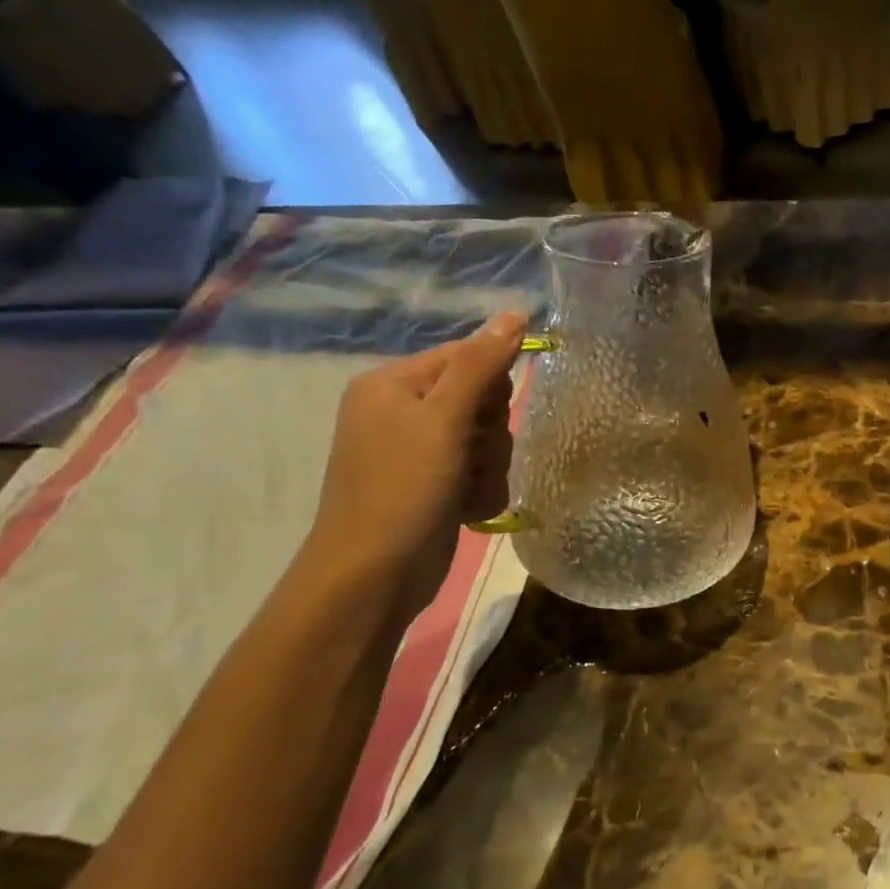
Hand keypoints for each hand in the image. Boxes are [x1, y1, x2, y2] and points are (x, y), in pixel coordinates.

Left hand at [305, 312, 526, 622]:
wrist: (374, 576)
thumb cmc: (402, 489)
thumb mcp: (443, 420)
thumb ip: (481, 364)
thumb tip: (515, 312)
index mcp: (394, 383)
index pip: (467, 357)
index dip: (489, 388)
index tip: (480, 421)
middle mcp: (404, 411)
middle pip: (482, 401)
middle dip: (489, 435)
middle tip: (467, 459)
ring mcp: (420, 451)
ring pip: (488, 440)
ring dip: (488, 468)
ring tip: (463, 492)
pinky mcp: (435, 485)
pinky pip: (481, 472)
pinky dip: (481, 491)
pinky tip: (465, 510)